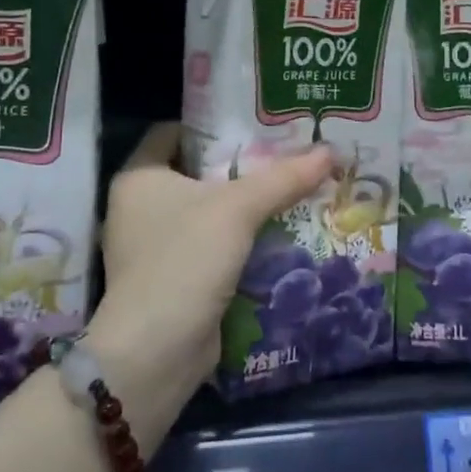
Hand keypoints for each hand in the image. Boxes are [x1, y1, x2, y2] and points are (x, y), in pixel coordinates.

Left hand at [88, 123, 332, 445]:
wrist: (156, 351)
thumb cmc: (185, 260)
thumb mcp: (238, 209)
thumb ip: (283, 178)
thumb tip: (331, 150)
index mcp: (139, 177)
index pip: (175, 131)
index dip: (214, 123)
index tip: (257, 120)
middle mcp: (139, 206)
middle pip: (196, 171)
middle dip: (240, 164)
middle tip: (286, 152)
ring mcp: (153, 245)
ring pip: (206, 210)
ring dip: (243, 204)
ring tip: (291, 187)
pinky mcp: (172, 278)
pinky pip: (210, 244)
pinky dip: (239, 238)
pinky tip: (278, 231)